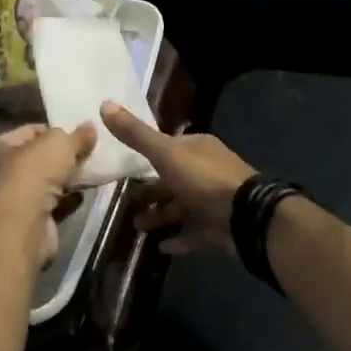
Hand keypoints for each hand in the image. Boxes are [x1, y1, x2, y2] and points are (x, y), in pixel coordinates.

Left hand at [0, 123, 95, 263]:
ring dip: (68, 179)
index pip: (30, 131)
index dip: (55, 131)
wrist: (24, 225)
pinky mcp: (31, 221)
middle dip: (64, 157)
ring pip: (48, 183)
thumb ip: (77, 136)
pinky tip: (84, 194)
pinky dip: (69, 200)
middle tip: (89, 153)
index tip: (79, 135)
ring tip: (92, 172)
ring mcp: (16, 199)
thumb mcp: (59, 143)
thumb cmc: (33, 173)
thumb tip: (90, 127)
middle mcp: (2, 172)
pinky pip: (55, 205)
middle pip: (40, 159)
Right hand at [99, 102, 256, 255]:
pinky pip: (194, 232)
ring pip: (182, 207)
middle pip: (173, 180)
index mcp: (198, 148)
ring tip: (137, 228)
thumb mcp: (165, 153)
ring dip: (160, 216)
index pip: (169, 147)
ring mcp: (215, 201)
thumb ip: (136, 134)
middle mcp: (208, 171)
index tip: (126, 169)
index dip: (149, 156)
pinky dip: (178, 239)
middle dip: (151, 192)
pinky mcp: (219, 227)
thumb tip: (104, 104)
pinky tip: (160, 247)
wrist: (246, 217)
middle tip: (127, 204)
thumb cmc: (204, 179)